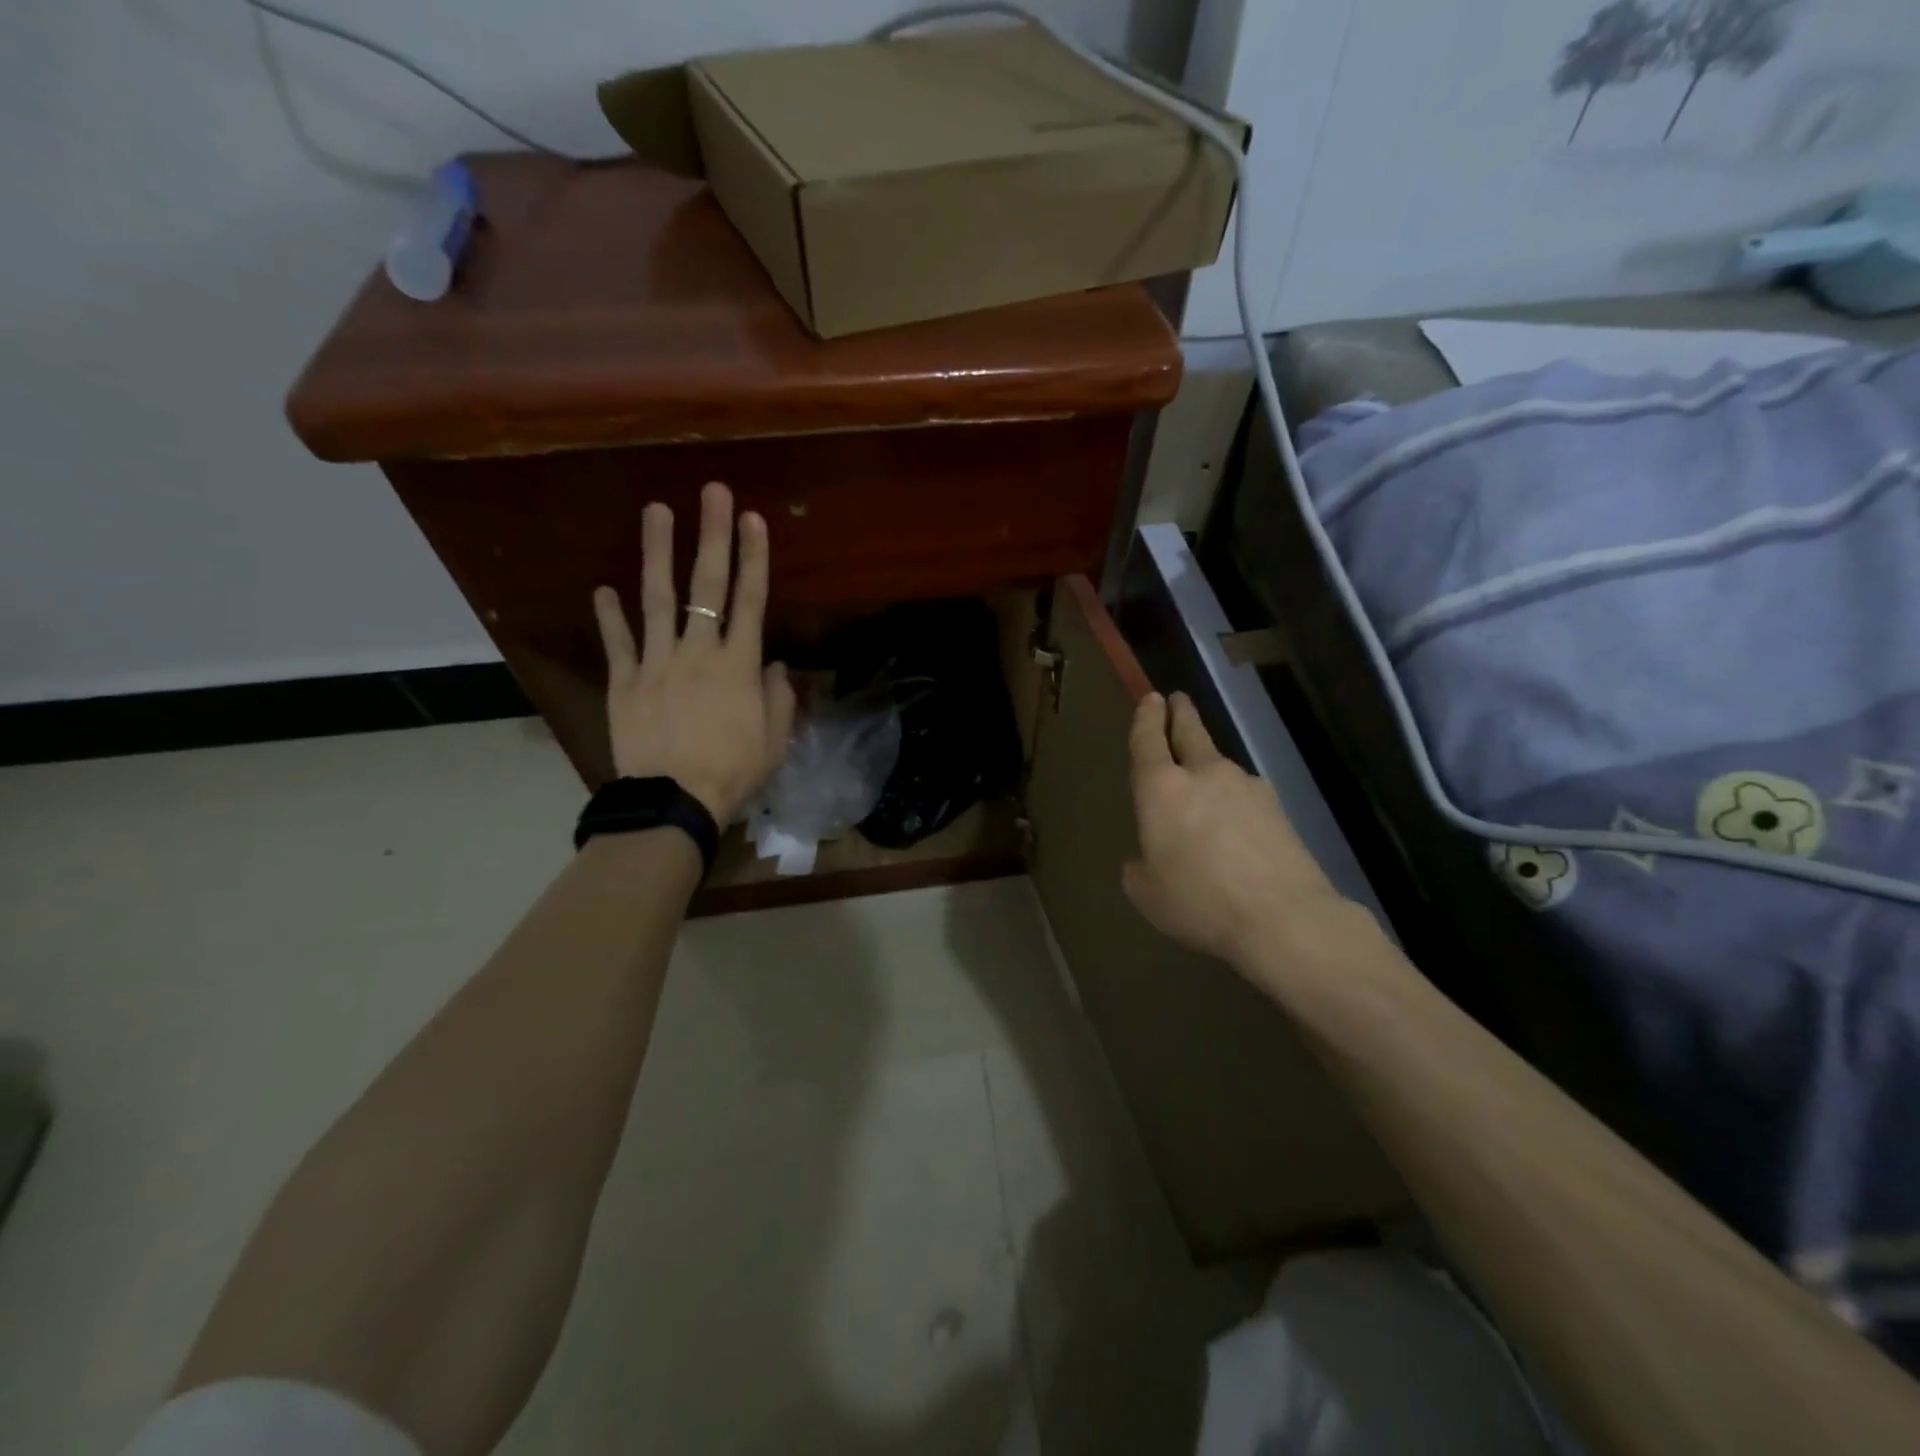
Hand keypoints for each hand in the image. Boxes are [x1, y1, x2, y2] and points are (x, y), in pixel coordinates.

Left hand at [592, 482, 795, 822]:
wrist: (676, 801)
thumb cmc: (734, 770)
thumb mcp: (775, 739)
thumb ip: (778, 697)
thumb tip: (774, 665)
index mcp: (738, 665)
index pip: (750, 601)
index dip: (754, 557)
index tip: (753, 519)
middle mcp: (698, 652)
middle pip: (706, 586)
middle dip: (712, 536)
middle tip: (711, 492)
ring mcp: (656, 663)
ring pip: (656, 600)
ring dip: (657, 554)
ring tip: (655, 511)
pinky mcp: (624, 682)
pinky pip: (617, 643)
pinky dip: (610, 616)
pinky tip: (603, 589)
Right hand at [1123, 692, 1349, 965]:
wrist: (1284, 918)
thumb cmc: (1199, 901)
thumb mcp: (1147, 893)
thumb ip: (1140, 867)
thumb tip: (1148, 859)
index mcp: (1162, 788)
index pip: (1148, 741)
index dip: (1146, 718)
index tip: (1151, 698)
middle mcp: (1204, 775)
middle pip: (1191, 733)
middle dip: (1181, 714)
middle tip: (1177, 700)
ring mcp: (1247, 788)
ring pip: (1220, 766)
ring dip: (1209, 766)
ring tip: (1204, 785)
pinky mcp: (1278, 809)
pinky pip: (1245, 795)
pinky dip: (1234, 801)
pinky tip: (1235, 828)